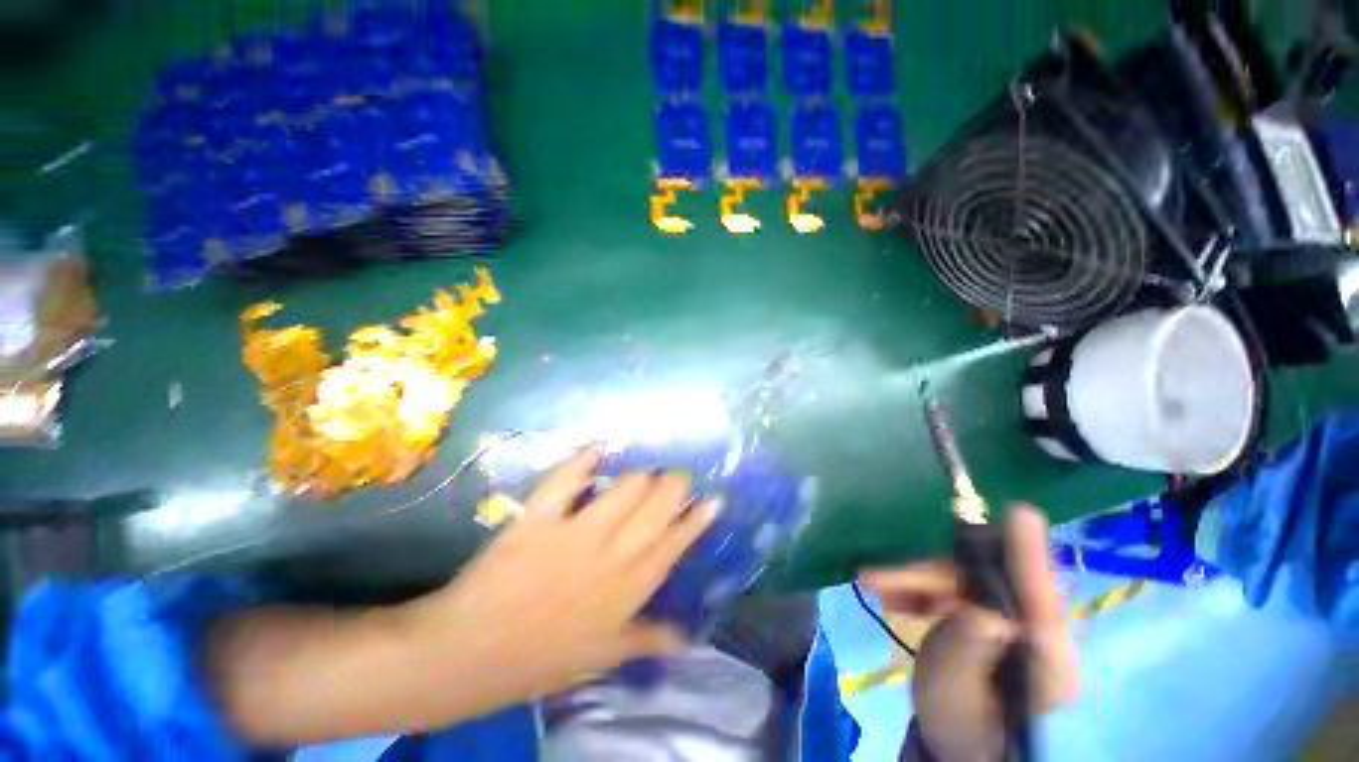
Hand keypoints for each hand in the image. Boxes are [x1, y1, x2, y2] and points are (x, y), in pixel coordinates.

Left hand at [415, 451, 717, 700]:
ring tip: (647, 469)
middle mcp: (611, 555)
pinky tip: (598, 448)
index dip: (696, 520)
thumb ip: (647, 638)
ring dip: (641, 475)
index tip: (713, 499)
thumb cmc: (540, 657)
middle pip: (656, 509)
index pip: (674, 546)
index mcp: (628, 589)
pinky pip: (567, 481)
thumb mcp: (602, 655)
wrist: (469, 653)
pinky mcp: (541, 518)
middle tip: (680, 474)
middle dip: (675, 486)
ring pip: (625, 490)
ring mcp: (576, 533)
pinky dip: (583, 460)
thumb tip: (689, 636)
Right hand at [859, 505, 1077, 761]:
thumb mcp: (959, 696)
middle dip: (925, 571)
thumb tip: (984, 612)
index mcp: (1045, 655)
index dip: (1028, 554)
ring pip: (959, 581)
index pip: (1042, 597)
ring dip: (914, 577)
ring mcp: (1008, 622)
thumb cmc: (964, 730)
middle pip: (981, 580)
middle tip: (874, 574)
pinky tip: (891, 595)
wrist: (958, 749)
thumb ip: (969, 651)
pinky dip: (918, 589)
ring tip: (871, 582)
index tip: (1019, 513)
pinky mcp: (986, 620)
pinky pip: (950, 592)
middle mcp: (1032, 629)